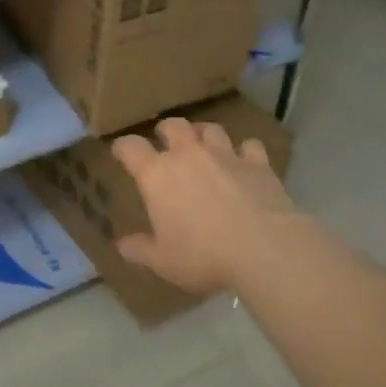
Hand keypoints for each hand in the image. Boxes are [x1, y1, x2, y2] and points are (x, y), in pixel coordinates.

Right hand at [110, 116, 309, 296]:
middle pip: (173, 125)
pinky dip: (244, 151)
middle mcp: (188, 154)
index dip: (122, 147)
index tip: (121, 153)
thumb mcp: (164, 261)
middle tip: (165, 143)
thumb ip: (140, 250)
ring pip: (211, 129)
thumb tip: (122, 245)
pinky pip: (249, 146)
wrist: (265, 250)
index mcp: (157, 175)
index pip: (130, 147)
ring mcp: (226, 155)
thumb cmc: (204, 255)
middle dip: (165, 130)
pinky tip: (245, 161)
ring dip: (203, 135)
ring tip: (204, 147)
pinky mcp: (258, 163)